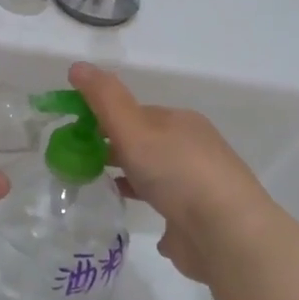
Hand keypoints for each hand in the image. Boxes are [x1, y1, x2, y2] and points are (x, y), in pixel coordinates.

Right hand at [70, 62, 272, 283]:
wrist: (225, 233)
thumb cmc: (177, 172)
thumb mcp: (134, 128)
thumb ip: (104, 99)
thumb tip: (77, 66)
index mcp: (180, 122)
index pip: (135, 112)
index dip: (103, 118)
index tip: (73, 134)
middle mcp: (192, 148)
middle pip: (144, 142)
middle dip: (112, 148)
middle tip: (76, 162)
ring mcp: (196, 185)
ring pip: (153, 173)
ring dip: (127, 176)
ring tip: (94, 186)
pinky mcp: (196, 217)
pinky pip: (163, 204)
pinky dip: (144, 202)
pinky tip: (126, 211)